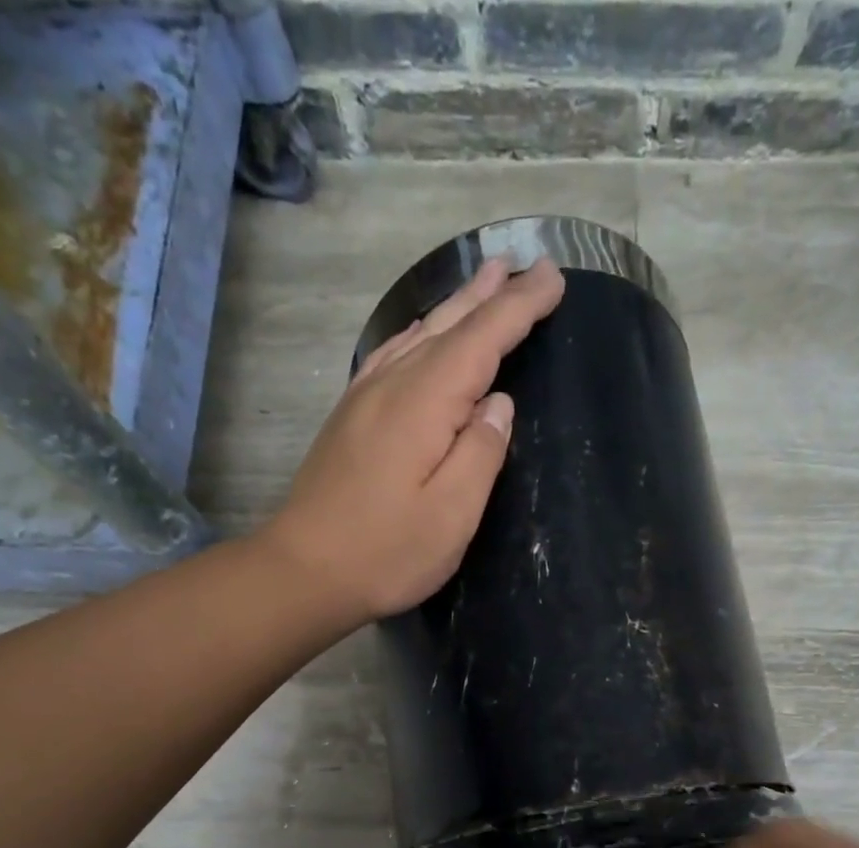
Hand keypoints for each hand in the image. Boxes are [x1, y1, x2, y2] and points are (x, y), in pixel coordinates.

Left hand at [261, 256, 565, 624]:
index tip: (554, 278)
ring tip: (485, 281)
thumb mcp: (451, 514)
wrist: (304, 571)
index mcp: (424, 404)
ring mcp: (364, 399)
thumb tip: (499, 403)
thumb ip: (481, 453)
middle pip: (448, 328)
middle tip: (525, 264)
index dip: (519, 308)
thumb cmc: (386, 552)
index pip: (481, 340)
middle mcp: (392, 386)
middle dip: (491, 296)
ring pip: (418, 336)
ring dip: (455, 308)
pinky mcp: (349, 419)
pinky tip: (421, 335)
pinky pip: (391, 356)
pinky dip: (417, 336)